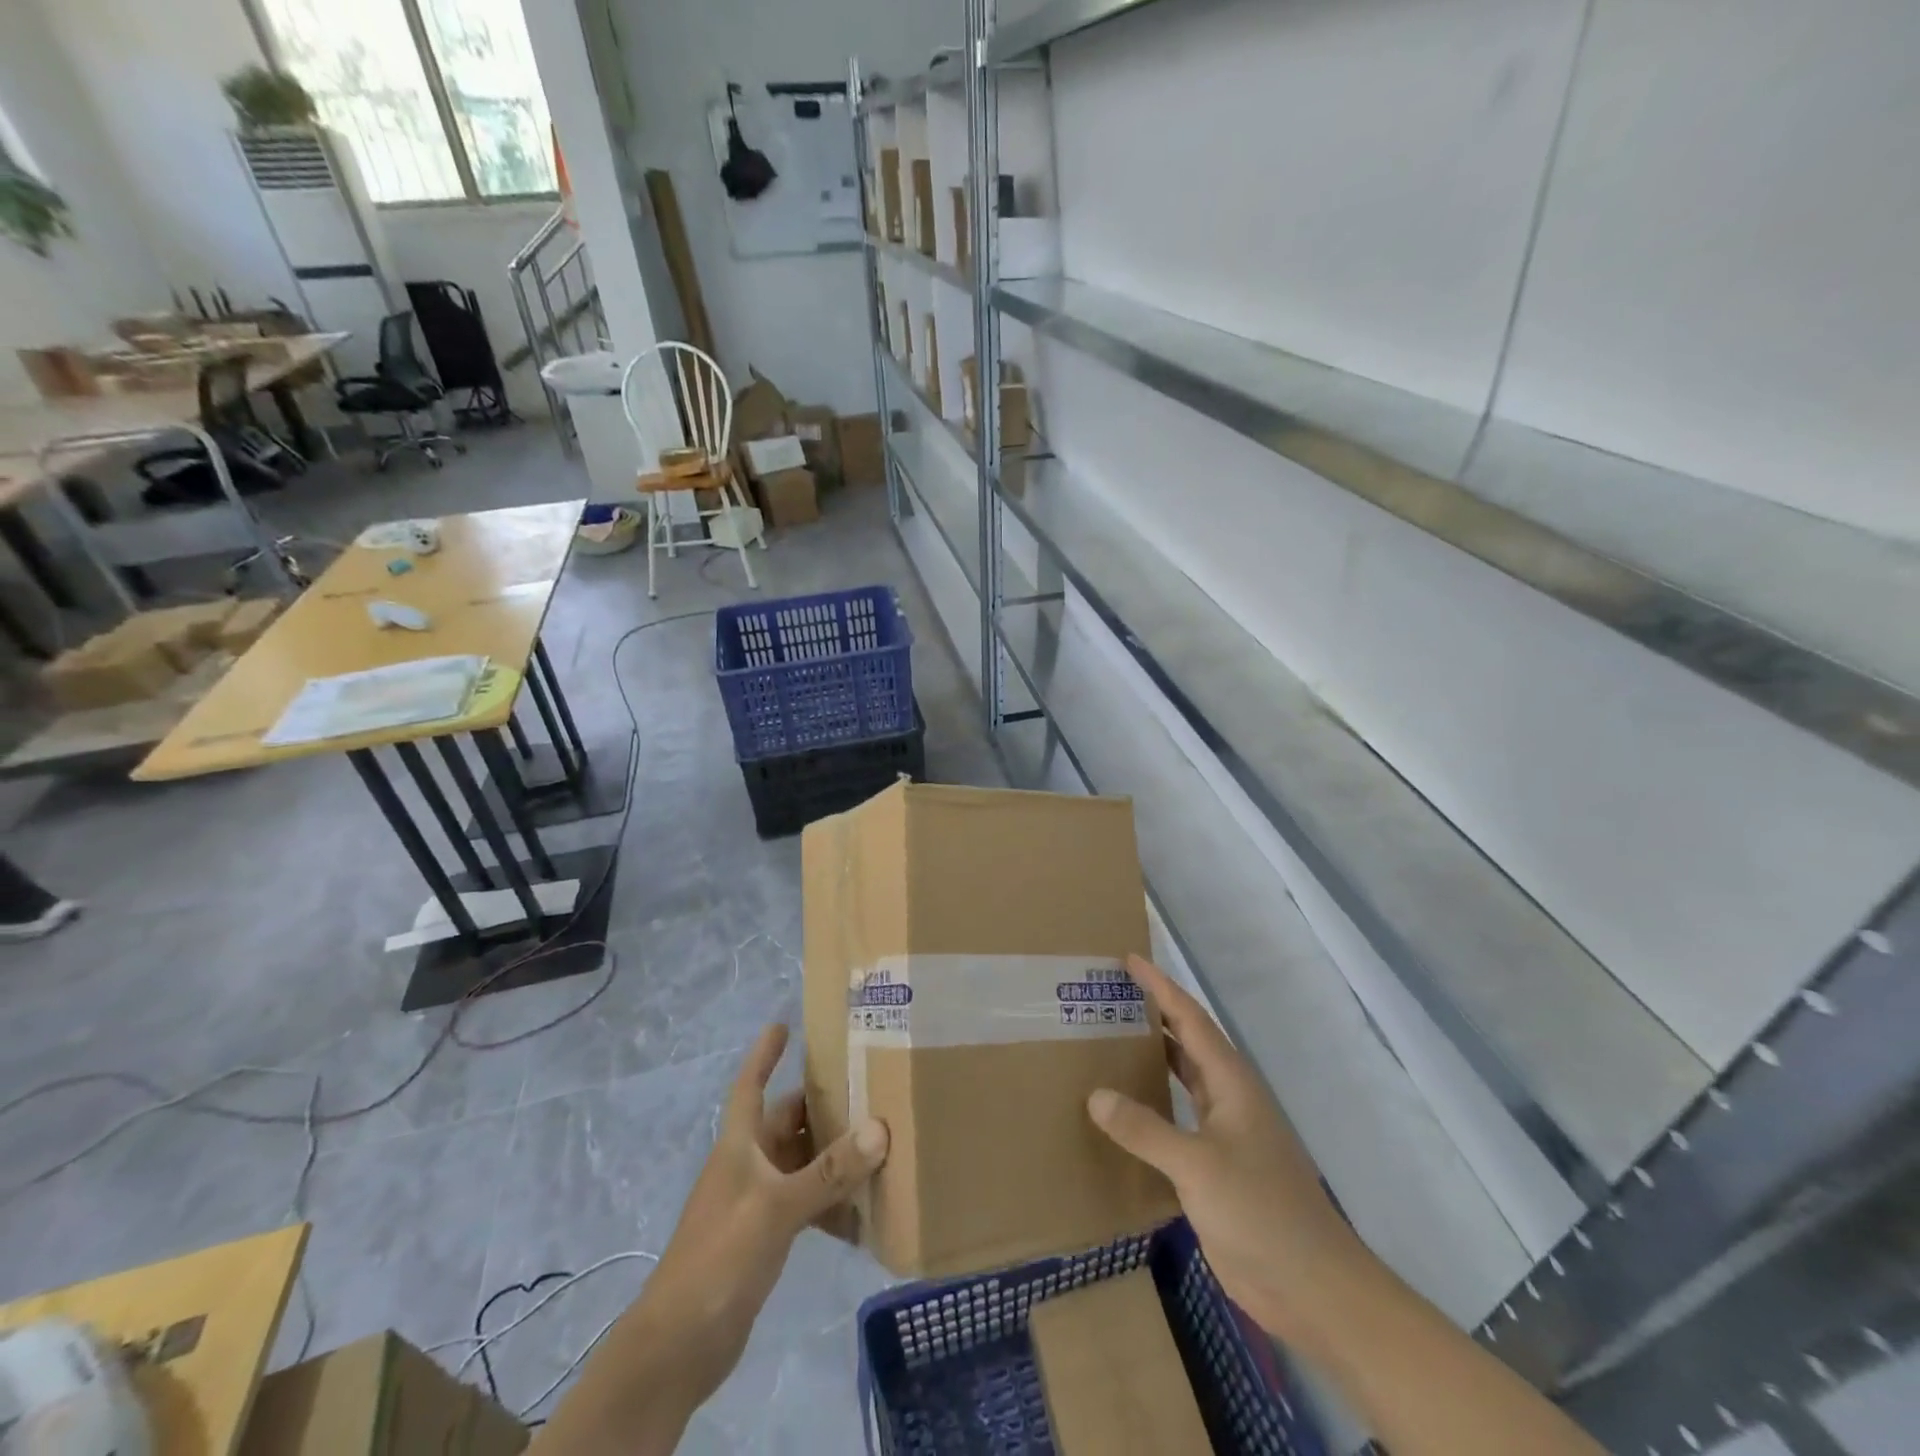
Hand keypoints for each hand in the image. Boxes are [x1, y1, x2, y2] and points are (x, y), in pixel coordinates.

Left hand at [627, 1026, 887, 1426]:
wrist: (678, 1346)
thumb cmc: (721, 1257)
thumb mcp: (777, 1208)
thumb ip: (829, 1172)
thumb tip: (879, 1128)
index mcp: (739, 1145)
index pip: (750, 1086)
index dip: (763, 1055)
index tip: (782, 1025)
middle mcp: (747, 1165)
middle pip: (787, 1122)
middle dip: (822, 1107)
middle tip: (867, 1089)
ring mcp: (755, 1203)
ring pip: (801, 1164)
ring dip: (833, 1158)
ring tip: (878, 1148)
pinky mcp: (763, 1239)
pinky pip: (805, 1206)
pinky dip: (830, 1206)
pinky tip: (861, 1216)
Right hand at [1088, 956, 1371, 1350]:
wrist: (1313, 1288)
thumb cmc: (1261, 1212)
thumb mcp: (1198, 1166)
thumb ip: (1145, 1129)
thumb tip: (1096, 1094)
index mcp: (1232, 1083)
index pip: (1191, 1019)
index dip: (1161, 987)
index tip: (1129, 961)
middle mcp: (1228, 1100)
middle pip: (1187, 1043)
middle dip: (1153, 1017)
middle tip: (1109, 998)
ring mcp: (1225, 1136)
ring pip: (1183, 1082)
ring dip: (1151, 1060)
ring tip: (1108, 1043)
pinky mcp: (1217, 1170)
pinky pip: (1177, 1122)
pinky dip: (1151, 1107)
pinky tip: (1123, 1112)